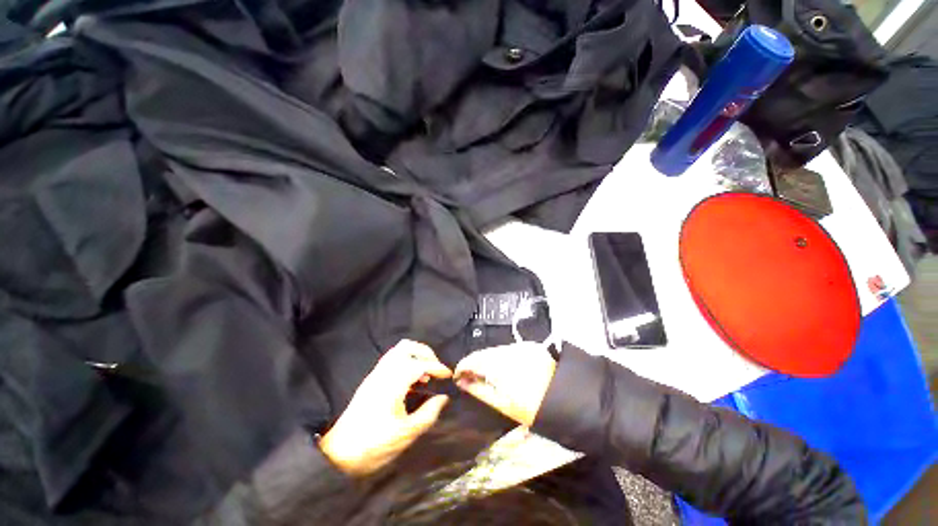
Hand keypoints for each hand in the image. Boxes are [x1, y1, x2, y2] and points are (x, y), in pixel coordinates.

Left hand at [319, 340, 451, 475]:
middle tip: (435, 369)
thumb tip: (443, 398)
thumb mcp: (407, 434)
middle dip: (425, 353)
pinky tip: (411, 379)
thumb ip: (428, 413)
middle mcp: (384, 372)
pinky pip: (392, 358)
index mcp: (393, 383)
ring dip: (415, 355)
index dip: (437, 367)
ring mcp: (375, 374)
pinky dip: (406, 360)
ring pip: (398, 350)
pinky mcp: (371, 379)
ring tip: (425, 373)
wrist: (339, 454)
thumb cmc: (374, 445)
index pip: (420, 364)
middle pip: (407, 347)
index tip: (448, 375)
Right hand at [454, 342, 556, 426]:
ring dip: (488, 360)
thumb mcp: (504, 405)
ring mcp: (521, 347)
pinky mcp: (530, 346)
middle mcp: (510, 352)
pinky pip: (508, 349)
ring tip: (487, 374)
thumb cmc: (534, 409)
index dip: (463, 366)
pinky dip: (501, 357)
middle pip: (484, 353)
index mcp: (502, 367)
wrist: (567, 399)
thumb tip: (462, 382)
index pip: (474, 360)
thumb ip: (480, 391)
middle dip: (475, 363)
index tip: (458, 375)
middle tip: (471, 377)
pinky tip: (504, 368)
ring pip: (496, 350)